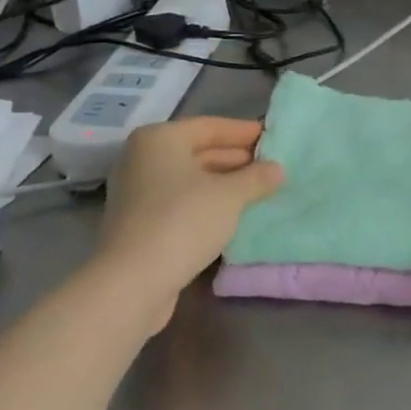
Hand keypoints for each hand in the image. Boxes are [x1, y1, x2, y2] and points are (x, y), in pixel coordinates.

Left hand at [96, 117, 284, 295]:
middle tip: (273, 166)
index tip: (274, 138)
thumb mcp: (230, 195)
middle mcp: (143, 159)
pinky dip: (208, 203)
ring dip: (225, 183)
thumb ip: (257, 177)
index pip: (211, 126)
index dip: (245, 132)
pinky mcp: (140, 222)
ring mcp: (138, 192)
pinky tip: (234, 213)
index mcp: (160, 139)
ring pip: (191, 179)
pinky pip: (182, 202)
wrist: (132, 283)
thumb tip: (278, 169)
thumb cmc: (183, 221)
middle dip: (237, 159)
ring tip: (260, 189)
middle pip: (199, 151)